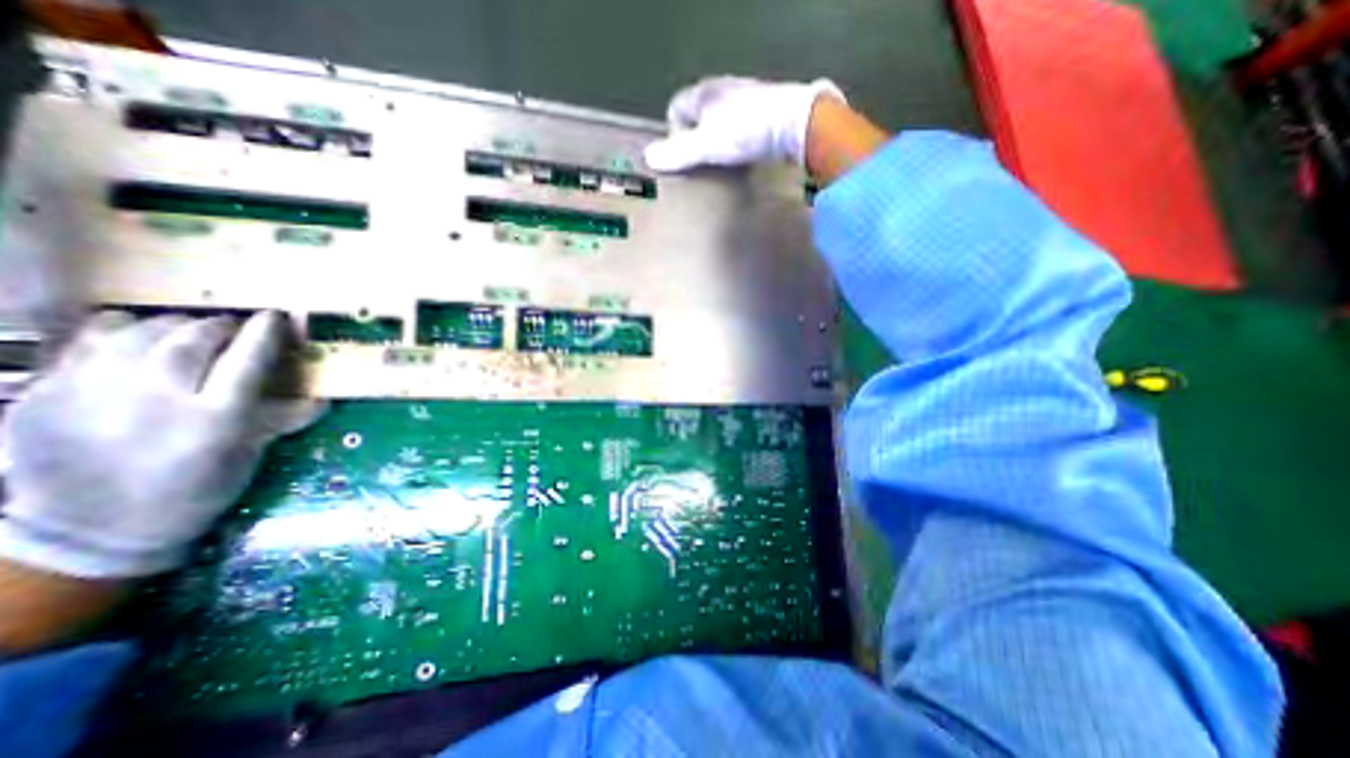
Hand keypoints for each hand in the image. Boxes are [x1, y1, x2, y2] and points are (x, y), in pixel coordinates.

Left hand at [0, 312, 323, 575]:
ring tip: (191, 328)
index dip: (266, 334)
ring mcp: (94, 394)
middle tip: (235, 327)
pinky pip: (88, 342)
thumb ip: (282, 420)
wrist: (89, 529)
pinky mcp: (46, 393)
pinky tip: (138, 333)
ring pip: (139, 334)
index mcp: (215, 420)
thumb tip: (324, 397)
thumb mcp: (247, 457)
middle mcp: (156, 400)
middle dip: (220, 325)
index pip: (248, 361)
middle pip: (193, 340)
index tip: (276, 317)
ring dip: (175, 324)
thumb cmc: (193, 490)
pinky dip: (120, 329)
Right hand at [643, 73, 839, 170]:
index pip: (676, 108)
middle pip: (698, 114)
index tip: (681, 157)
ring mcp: (745, 98)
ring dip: (718, 140)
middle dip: (696, 138)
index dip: (674, 133)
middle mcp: (723, 90)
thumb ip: (678, 153)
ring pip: (721, 120)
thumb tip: (648, 158)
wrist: (794, 124)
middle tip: (700, 163)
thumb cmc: (746, 131)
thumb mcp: (706, 146)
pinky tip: (744, 156)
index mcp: (704, 93)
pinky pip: (741, 126)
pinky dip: (738, 141)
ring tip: (722, 163)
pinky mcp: (765, 111)